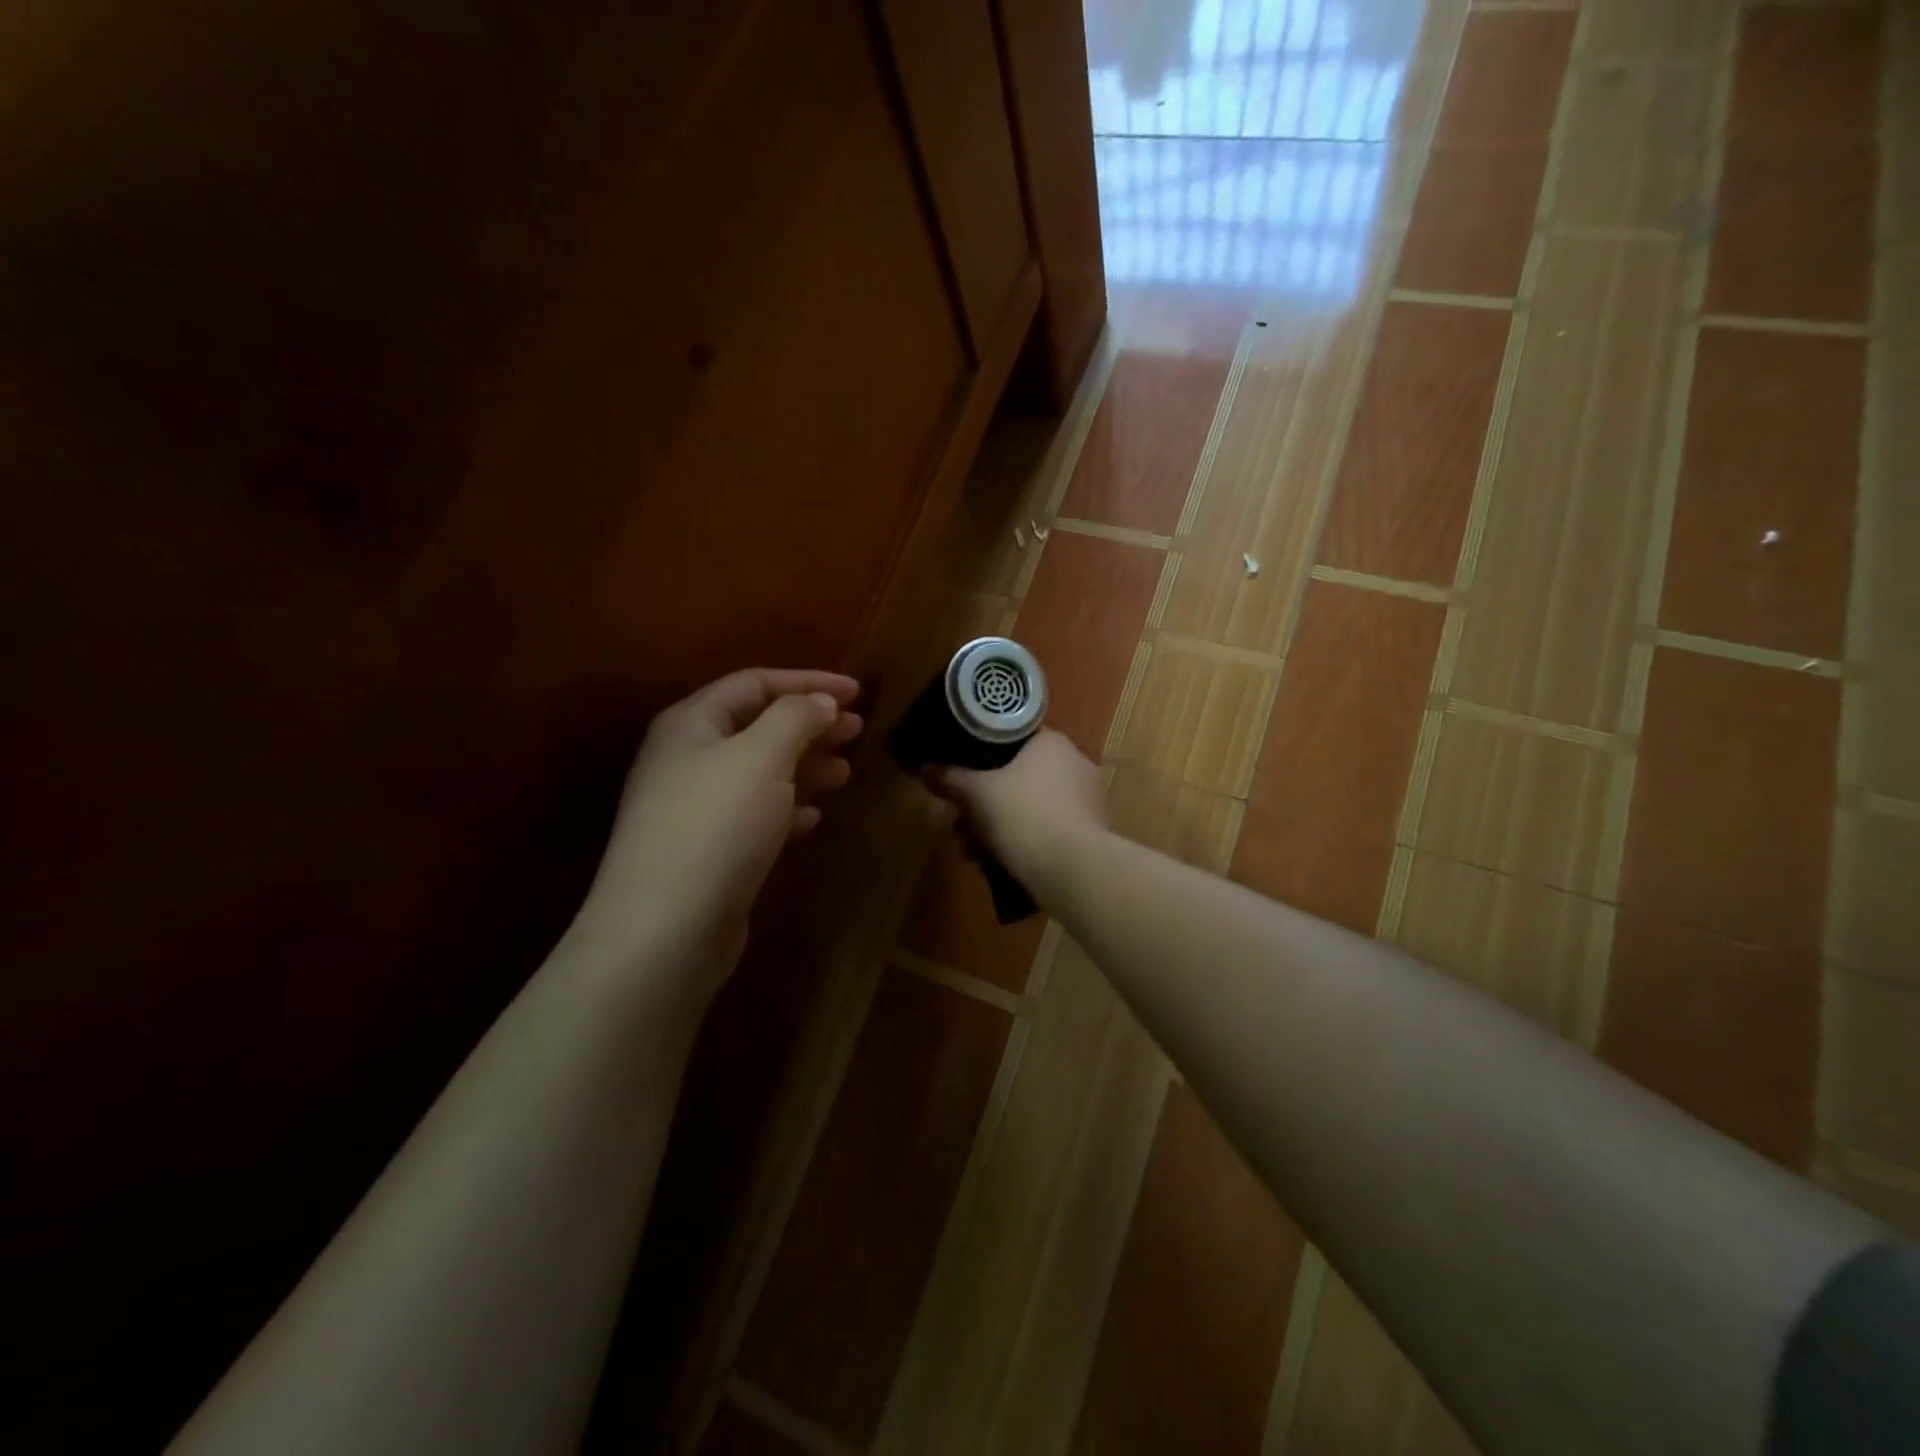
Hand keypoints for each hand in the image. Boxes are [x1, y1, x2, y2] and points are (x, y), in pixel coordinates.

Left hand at [570, 669, 862, 990]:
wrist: (664, 931)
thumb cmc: (715, 827)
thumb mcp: (761, 757)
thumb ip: (796, 718)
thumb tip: (821, 701)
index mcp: (692, 724)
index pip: (755, 683)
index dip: (809, 681)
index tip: (857, 692)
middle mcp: (688, 759)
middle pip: (758, 727)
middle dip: (811, 725)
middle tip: (857, 731)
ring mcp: (694, 809)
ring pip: (760, 773)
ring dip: (805, 768)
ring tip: (845, 774)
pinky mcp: (707, 852)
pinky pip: (755, 816)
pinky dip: (788, 810)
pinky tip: (813, 820)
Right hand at [930, 729, 1105, 898]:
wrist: (1073, 870)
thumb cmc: (1024, 816)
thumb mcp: (976, 794)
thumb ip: (950, 778)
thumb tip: (925, 767)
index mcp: (1052, 743)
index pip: (1012, 737)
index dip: (981, 753)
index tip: (962, 773)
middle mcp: (1075, 763)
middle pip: (1017, 776)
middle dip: (985, 802)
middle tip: (961, 822)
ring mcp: (1087, 799)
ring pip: (1030, 806)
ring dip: (998, 826)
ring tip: (973, 851)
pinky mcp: (1091, 832)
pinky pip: (1047, 828)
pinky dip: (1023, 841)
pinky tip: (999, 863)